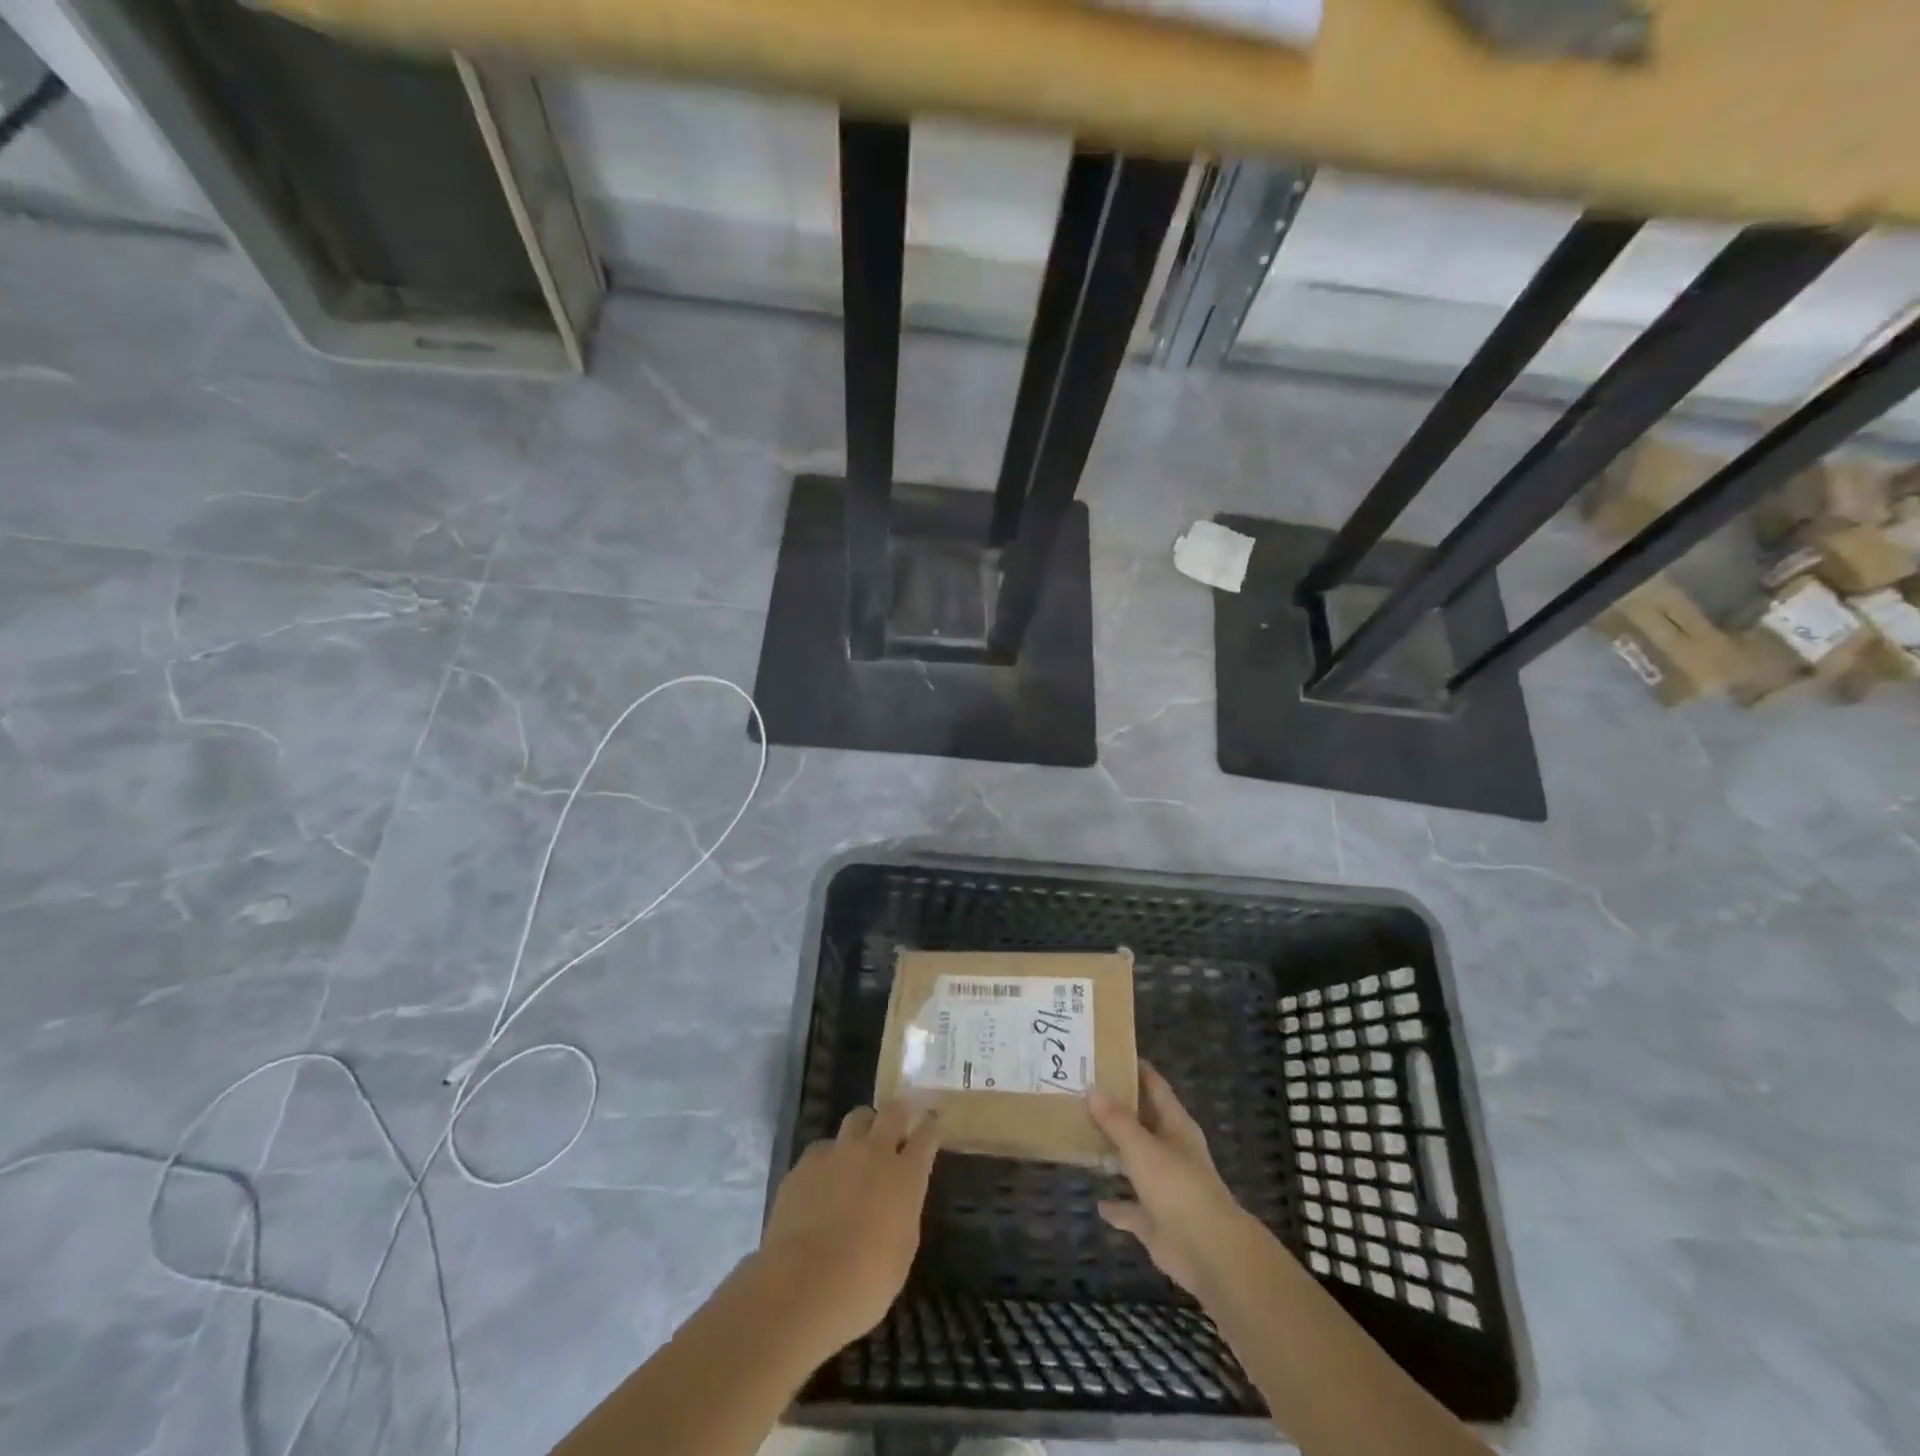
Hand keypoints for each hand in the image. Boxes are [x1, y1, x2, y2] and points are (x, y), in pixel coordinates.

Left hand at [753, 1101, 940, 1356]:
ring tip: (858, 1148)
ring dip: (863, 1129)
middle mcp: (874, 1152)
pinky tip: (822, 1182)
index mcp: (905, 1175)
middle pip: (892, 1111)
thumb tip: (898, 1199)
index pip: (926, 1134)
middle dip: (899, 1112)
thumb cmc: (865, 1283)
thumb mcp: (902, 1251)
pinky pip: (822, 1149)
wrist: (802, 1287)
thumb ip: (904, 1212)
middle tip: (897, 1123)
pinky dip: (828, 1159)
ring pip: (856, 1119)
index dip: (930, 1125)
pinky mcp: (805, 1163)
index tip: (931, 1122)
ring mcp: (837, 1152)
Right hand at [1089, 1061, 1256, 1299]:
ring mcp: (1165, 1187)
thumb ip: (1117, 1120)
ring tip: (1082, 1137)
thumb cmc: (1177, 1186)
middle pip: (1142, 1123)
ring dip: (1115, 1154)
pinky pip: (1132, 1209)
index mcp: (1175, 1126)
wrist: (1208, 1251)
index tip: (1107, 1054)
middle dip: (1117, 1110)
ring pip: (1136, 1163)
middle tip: (1083, 1092)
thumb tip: (1093, 1090)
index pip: (1155, 1086)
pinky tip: (1098, 1203)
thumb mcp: (1142, 1146)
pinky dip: (1118, 1206)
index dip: (1135, 1069)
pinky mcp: (1157, 1221)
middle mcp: (1171, 1151)